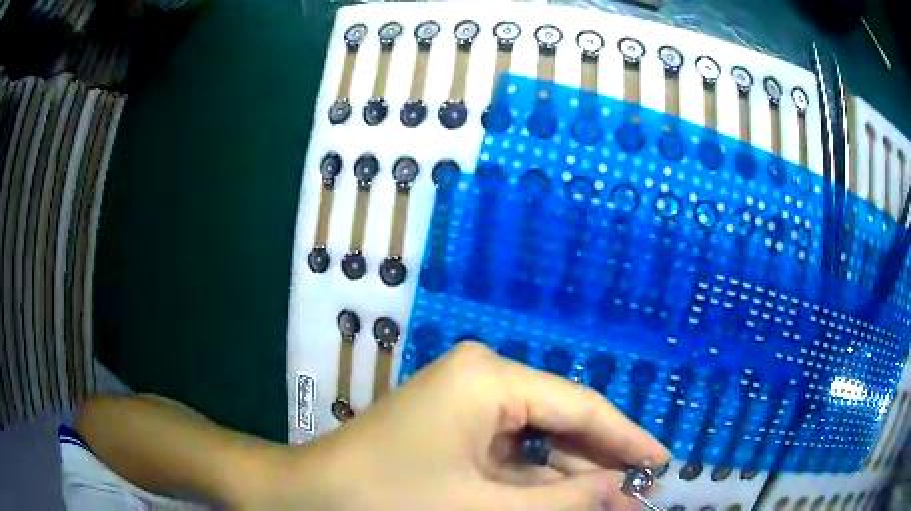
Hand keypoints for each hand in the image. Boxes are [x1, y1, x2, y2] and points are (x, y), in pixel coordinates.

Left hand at [290, 342, 668, 510]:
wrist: (311, 494)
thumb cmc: (392, 499)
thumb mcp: (485, 506)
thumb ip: (562, 498)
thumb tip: (619, 487)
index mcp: (491, 378)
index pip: (581, 407)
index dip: (627, 437)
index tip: (662, 460)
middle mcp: (483, 378)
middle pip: (562, 423)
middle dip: (599, 463)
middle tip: (641, 492)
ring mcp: (467, 402)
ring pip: (539, 443)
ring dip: (571, 477)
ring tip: (613, 503)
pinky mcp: (455, 426)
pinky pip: (511, 453)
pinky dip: (538, 480)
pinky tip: (566, 499)